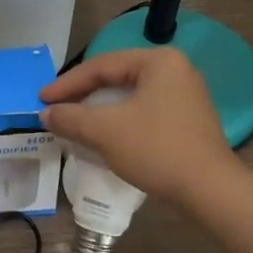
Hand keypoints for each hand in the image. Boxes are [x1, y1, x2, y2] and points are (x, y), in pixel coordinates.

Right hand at [41, 47, 234, 204]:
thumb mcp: (105, 131)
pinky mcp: (188, 119)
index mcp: (157, 61)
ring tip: (75, 121)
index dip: (67, 83)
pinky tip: (105, 134)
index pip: (101, 65)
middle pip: (116, 77)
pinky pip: (145, 110)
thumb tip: (45, 114)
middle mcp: (175, 69)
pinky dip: (120, 119)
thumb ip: (71, 118)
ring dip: (100, 109)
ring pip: (130, 95)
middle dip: (83, 94)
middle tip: (56, 108)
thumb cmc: (156, 149)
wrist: (210, 190)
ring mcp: (185, 94)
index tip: (42, 99)